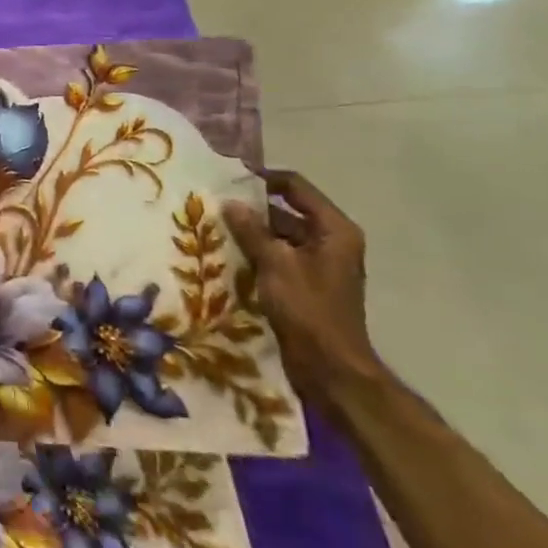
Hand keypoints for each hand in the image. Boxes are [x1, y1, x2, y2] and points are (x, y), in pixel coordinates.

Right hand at [222, 170, 385, 414]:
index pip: (295, 187)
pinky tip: (227, 256)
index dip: (263, 179)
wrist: (330, 368)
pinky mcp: (306, 284)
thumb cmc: (307, 309)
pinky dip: (256, 254)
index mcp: (333, 230)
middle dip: (251, 209)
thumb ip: (251, 230)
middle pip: (286, 211)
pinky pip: (278, 257)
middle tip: (213, 206)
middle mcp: (330, 241)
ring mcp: (319, 264)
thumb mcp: (275, 264)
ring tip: (213, 229)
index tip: (227, 179)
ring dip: (250, 233)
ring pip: (279, 235)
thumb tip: (229, 202)